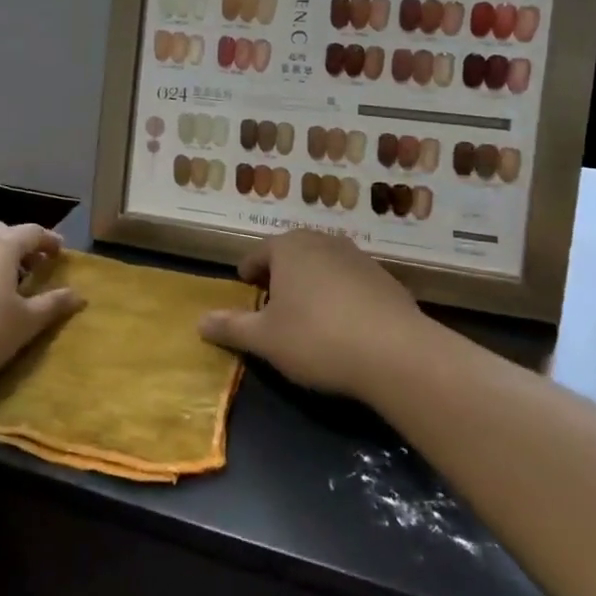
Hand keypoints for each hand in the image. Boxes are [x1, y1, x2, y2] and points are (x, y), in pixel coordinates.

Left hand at [0, 222, 84, 390]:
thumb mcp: (25, 323)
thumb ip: (52, 305)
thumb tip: (78, 295)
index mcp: (2, 245)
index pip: (33, 232)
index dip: (49, 240)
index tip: (60, 252)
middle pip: (2, 231)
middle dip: (20, 244)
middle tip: (32, 266)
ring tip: (2, 279)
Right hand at [198, 229, 430, 398]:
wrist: (395, 353)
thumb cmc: (316, 338)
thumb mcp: (264, 339)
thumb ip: (231, 327)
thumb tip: (199, 321)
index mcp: (289, 247)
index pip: (259, 253)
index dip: (248, 271)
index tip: (244, 286)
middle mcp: (324, 242)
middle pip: (293, 254)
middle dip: (280, 273)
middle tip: (271, 299)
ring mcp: (359, 258)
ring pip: (324, 266)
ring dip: (311, 283)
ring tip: (306, 312)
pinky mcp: (386, 280)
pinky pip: (351, 282)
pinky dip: (340, 296)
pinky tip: (342, 324)